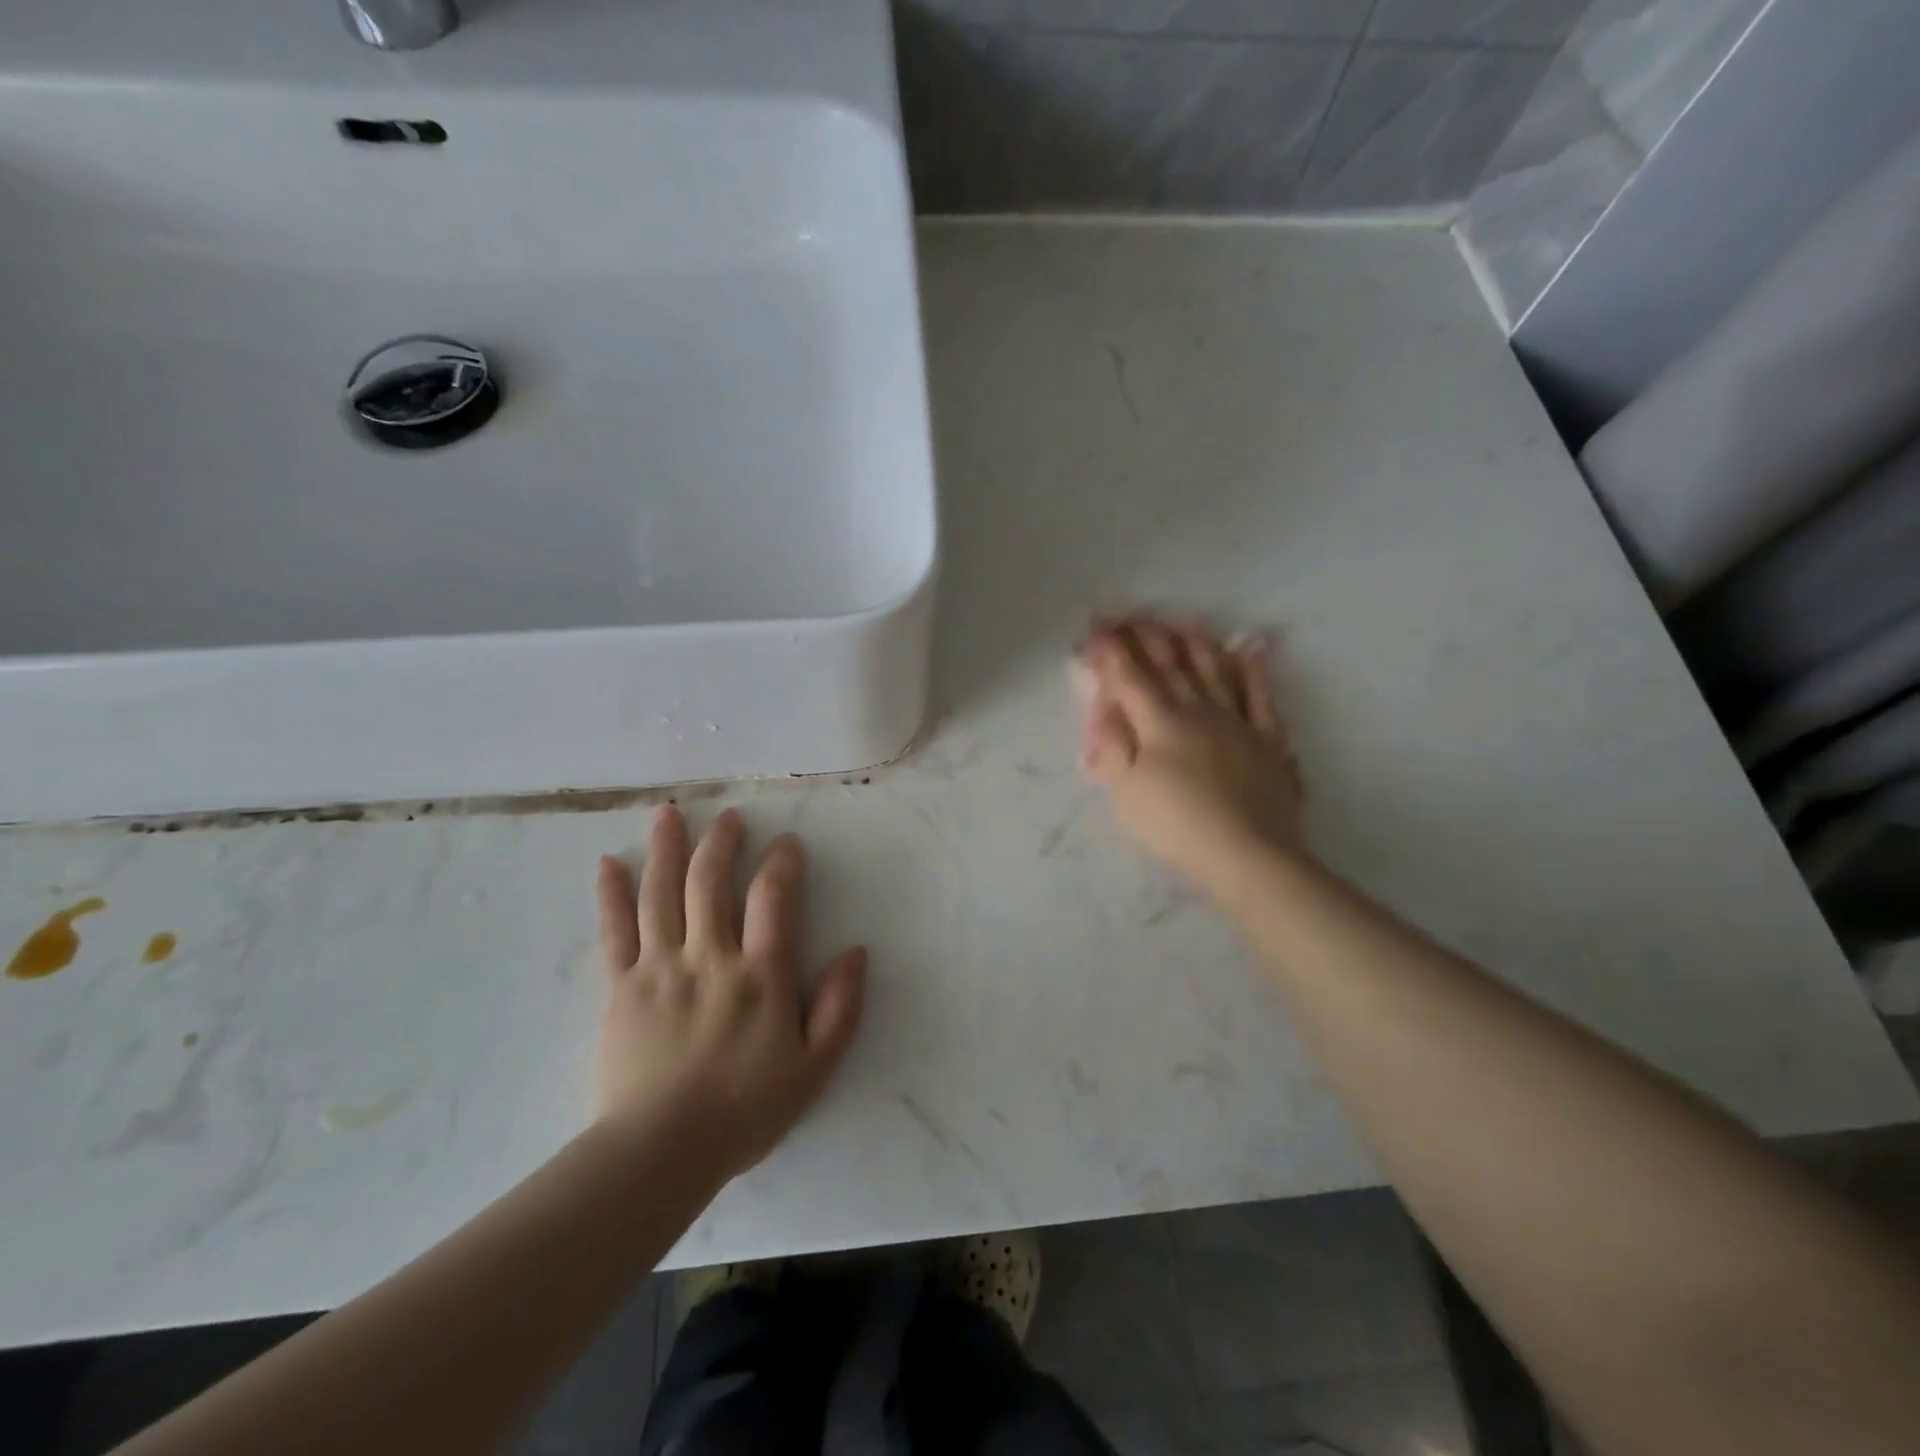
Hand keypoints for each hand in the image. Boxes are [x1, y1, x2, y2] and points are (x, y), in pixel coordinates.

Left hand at [593, 806, 866, 1180]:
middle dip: (721, 842)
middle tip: (729, 817)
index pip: (772, 898)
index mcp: (759, 974)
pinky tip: (608, 864)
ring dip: (666, 848)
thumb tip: (856, 951)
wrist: (658, 1155)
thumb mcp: (815, 1067)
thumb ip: (841, 1007)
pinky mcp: (620, 987)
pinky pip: (613, 932)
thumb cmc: (744, 1111)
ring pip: (660, 894)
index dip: (782, 862)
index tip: (787, 844)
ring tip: (668, 813)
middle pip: (709, 882)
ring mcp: (659, 968)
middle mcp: (708, 957)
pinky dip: (610, 894)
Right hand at [1077, 618, 1305, 896]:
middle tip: (1131, 616)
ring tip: (1183, 621)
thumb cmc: (1176, 825)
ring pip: (1213, 670)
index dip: (1111, 650)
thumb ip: (1113, 744)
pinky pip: (1260, 695)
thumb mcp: (1126, 790)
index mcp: (1159, 721)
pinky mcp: (1267, 740)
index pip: (1130, 676)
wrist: (1247, 855)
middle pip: (1170, 665)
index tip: (1096, 628)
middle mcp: (1198, 710)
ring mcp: (1237, 721)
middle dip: (1147, 637)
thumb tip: (1105, 706)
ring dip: (1195, 644)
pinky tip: (1249, 650)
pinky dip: (1254, 670)